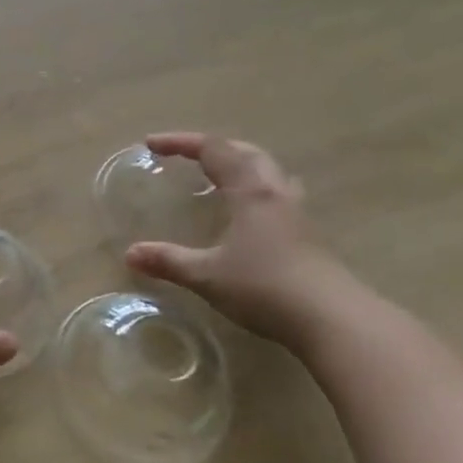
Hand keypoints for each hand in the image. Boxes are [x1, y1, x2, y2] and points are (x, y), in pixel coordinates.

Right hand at [124, 133, 350, 345]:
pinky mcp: (308, 235)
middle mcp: (276, 193)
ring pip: (268, 171)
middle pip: (246, 152)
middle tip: (185, 156)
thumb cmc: (265, 288)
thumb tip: (130, 254)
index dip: (181, 142)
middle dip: (212, 148)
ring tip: (219, 176)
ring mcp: (297, 213)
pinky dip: (255, 189)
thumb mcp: (206, 275)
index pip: (214, 149)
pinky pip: (278, 195)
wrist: (332, 320)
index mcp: (250, 191)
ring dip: (240, 164)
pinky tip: (249, 213)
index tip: (151, 145)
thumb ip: (168, 261)